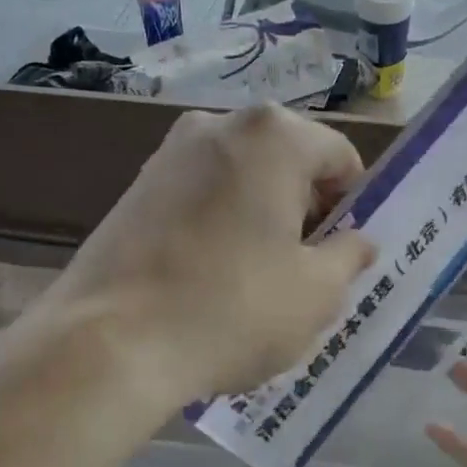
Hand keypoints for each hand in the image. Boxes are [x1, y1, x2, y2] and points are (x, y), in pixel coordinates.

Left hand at [44, 103, 376, 403]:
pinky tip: (210, 275)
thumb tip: (358, 242)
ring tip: (254, 277)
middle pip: (288, 161)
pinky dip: (219, 222)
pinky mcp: (135, 185)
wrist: (108, 343)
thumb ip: (350, 256)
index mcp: (274, 135)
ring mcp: (169, 152)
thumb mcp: (317, 293)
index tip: (342, 253)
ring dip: (261, 216)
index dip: (352, 205)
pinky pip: (201, 194)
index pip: (339, 157)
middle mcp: (218, 124)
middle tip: (303, 269)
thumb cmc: (231, 309)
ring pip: (242, 177)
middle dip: (304, 208)